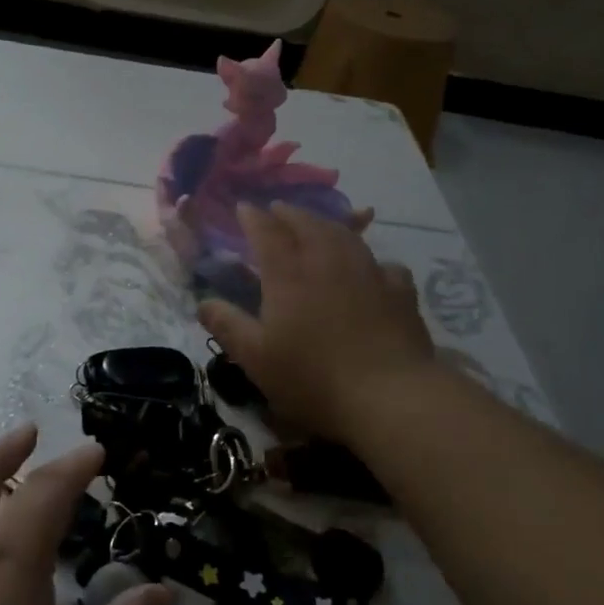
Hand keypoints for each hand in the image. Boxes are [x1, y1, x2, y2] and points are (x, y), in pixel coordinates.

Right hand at [200, 203, 435, 441]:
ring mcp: (369, 272)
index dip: (253, 217)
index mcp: (288, 274)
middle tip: (278, 210)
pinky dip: (371, 260)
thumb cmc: (312, 378)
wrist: (389, 395)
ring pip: (345, 235)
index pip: (267, 232)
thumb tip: (202, 302)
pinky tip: (372, 270)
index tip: (244, 208)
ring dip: (327, 225)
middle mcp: (328, 261)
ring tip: (319, 227)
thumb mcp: (256, 358)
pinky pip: (383, 264)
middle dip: (289, 214)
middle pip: (307, 224)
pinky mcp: (400, 291)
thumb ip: (227, 325)